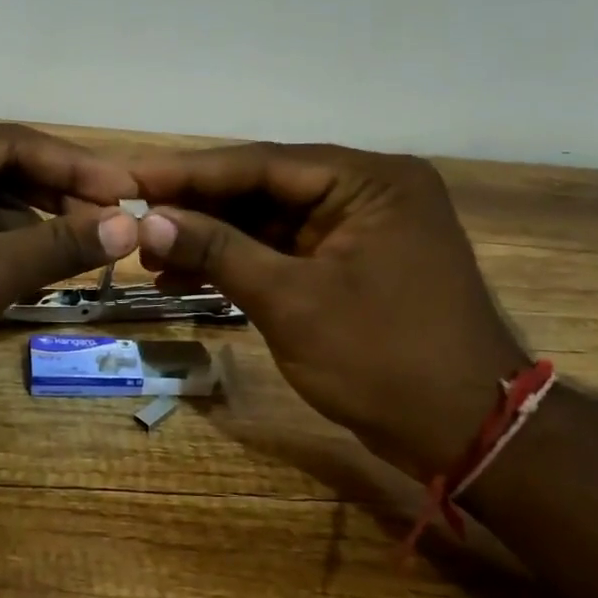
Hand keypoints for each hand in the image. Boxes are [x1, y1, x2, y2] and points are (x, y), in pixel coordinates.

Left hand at [0, 121, 137, 453]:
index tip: (129, 191)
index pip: (13, 143)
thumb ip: (57, 245)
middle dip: (57, 200)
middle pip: (0, 173)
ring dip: (33, 230)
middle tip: (115, 226)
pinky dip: (3, 255)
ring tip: (88, 252)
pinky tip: (41, 273)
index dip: (77, 168)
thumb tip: (130, 225)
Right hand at [131, 144, 526, 476]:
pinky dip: (238, 265)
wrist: (466, 434)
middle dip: (197, 209)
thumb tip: (149, 221)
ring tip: (150, 258)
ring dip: (211, 240)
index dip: (189, 172)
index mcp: (369, 181)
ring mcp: (359, 230)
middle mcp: (367, 192)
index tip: (130, 178)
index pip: (262, 164)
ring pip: (267, 223)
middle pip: (263, 189)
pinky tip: (187, 278)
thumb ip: (219, 251)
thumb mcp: (291, 301)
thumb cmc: (384, 360)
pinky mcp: (349, 265)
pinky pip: (282, 252)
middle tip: (132, 220)